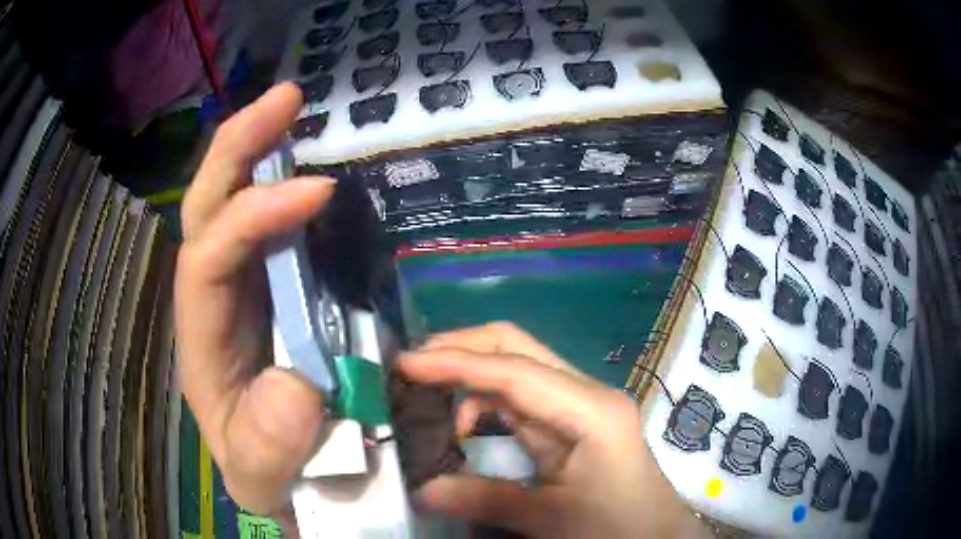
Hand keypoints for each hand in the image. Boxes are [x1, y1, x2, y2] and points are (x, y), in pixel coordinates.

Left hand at [175, 83, 335, 513]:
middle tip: (285, 97)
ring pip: (235, 203)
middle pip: (208, 207)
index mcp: (202, 337)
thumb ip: (268, 448)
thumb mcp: (261, 476)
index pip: (209, 257)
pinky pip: (272, 224)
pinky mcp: (274, 286)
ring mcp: (244, 286)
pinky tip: (309, 161)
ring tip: (293, 107)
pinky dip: (285, 185)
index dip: (253, 216)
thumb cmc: (264, 470)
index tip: (318, 192)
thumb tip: (294, 387)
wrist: (280, 472)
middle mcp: (214, 297)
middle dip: (238, 147)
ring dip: (260, 150)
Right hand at [400, 322, 708, 537]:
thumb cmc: (616, 527)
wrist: (656, 536)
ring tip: (428, 394)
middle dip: (462, 349)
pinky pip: (521, 397)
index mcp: (589, 410)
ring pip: (517, 368)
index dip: (455, 363)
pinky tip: (465, 425)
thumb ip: (485, 499)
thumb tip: (421, 490)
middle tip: (414, 366)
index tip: (405, 363)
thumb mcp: (550, 518)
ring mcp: (580, 405)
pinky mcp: (572, 422)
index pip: (513, 371)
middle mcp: (586, 394)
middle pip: (518, 348)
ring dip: (470, 373)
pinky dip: (485, 401)